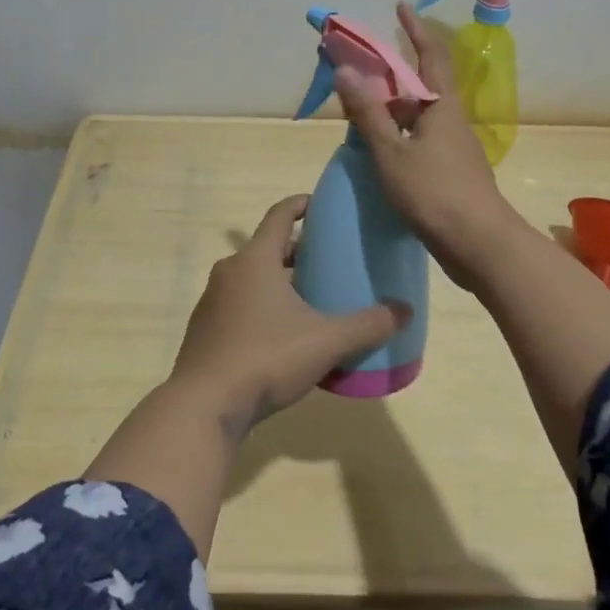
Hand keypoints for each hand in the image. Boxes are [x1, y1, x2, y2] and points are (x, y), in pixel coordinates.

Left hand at [169, 194, 408, 435]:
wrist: (204, 405)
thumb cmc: (266, 358)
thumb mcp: (326, 342)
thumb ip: (367, 325)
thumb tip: (405, 310)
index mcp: (255, 260)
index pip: (279, 215)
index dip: (300, 204)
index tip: (321, 205)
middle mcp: (230, 271)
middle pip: (267, 247)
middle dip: (296, 250)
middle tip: (327, 261)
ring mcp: (212, 300)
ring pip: (251, 277)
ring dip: (278, 280)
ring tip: (309, 298)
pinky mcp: (205, 328)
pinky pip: (238, 303)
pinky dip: (261, 305)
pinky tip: (281, 334)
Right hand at [335, 0, 524, 288]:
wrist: (479, 244)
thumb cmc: (434, 192)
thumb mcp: (391, 152)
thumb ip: (368, 113)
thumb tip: (346, 70)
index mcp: (441, 106)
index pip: (430, 55)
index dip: (415, 29)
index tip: (400, 7)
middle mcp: (450, 119)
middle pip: (421, 84)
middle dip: (393, 72)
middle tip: (361, 67)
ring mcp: (453, 147)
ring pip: (418, 115)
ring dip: (392, 106)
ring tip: (359, 108)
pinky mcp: (450, 171)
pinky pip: (419, 139)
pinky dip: (397, 133)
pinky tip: (378, 147)